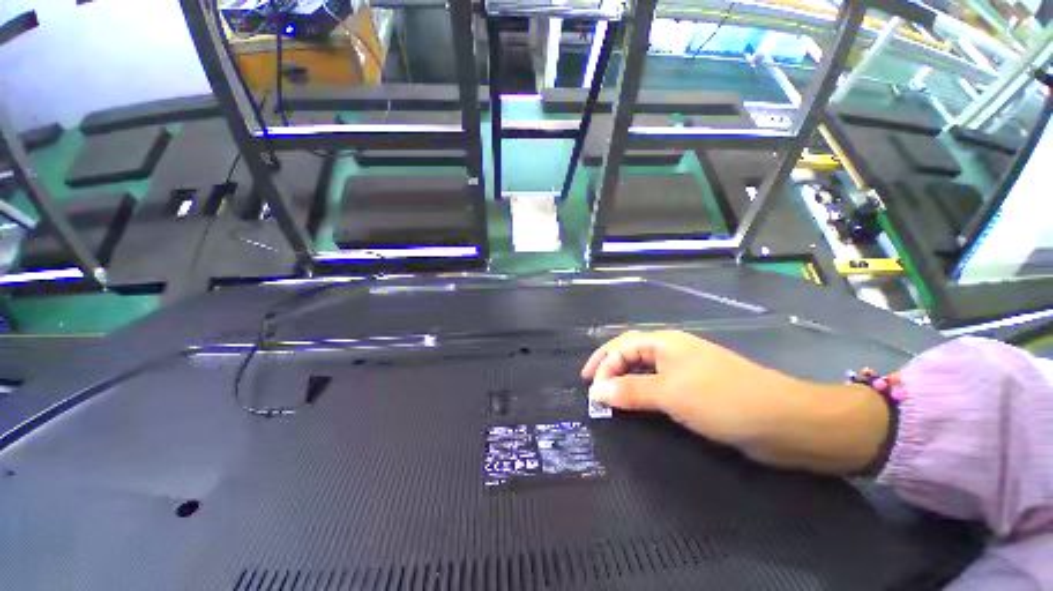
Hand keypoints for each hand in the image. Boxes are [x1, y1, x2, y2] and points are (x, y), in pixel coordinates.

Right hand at [582, 330, 889, 473]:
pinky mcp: (696, 389)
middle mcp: (673, 351)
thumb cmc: (721, 399)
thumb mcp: (669, 393)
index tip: (591, 390)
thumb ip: (629, 390)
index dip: (602, 364)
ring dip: (624, 381)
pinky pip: (659, 386)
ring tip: (610, 397)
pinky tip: (638, 404)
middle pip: (631, 353)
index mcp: (665, 342)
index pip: (621, 346)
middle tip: (594, 390)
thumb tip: (596, 391)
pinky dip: (642, 393)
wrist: (784, 421)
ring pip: (644, 370)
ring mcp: (686, 370)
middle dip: (609, 368)